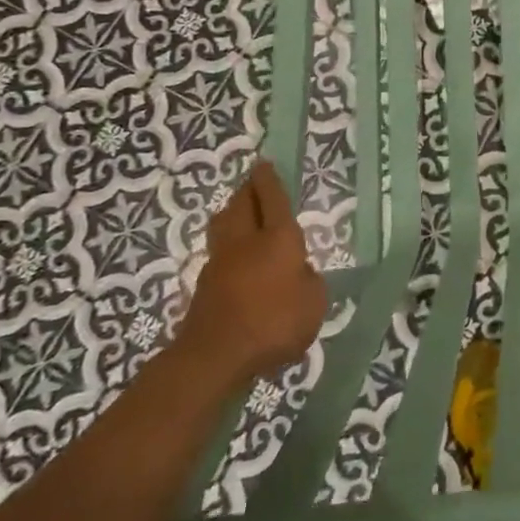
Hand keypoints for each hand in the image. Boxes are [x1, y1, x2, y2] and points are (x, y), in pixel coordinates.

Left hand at [175, 160, 324, 385]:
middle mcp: (247, 241)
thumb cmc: (274, 323)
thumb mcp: (314, 303)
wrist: (215, 356)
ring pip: (223, 225)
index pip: (273, 199)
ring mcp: (220, 263)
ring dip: (231, 212)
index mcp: (278, 238)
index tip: (264, 163)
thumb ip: (310, 282)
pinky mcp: (205, 286)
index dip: (269, 180)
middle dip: (247, 190)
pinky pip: (218, 252)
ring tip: (239, 211)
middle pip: (241, 205)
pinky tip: (236, 255)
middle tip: (253, 182)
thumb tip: (299, 274)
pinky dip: (227, 244)